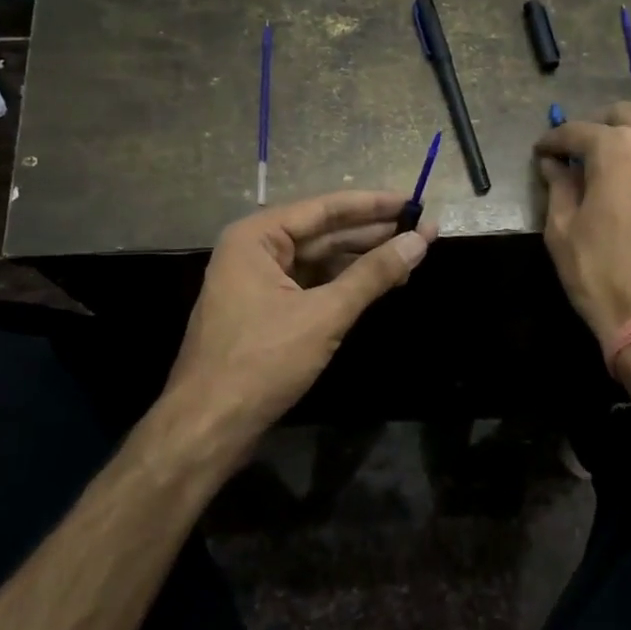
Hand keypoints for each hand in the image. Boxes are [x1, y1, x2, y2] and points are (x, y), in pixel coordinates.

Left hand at [162, 191, 436, 452]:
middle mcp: (253, 250)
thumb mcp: (324, 315)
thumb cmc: (261, 362)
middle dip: (372, 234)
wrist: (208, 427)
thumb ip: (372, 275)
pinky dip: (344, 285)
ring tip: (410, 257)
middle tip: (422, 231)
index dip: (373, 206)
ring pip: (319, 261)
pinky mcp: (265, 312)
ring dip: (362, 260)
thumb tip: (419, 241)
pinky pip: (311, 285)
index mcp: (255, 238)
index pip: (324, 209)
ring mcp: (257, 282)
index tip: (414, 203)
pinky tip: (377, 284)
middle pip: (323, 233)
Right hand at [535, 101, 630, 343]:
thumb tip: (553, 164)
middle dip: (601, 128)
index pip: (577, 131)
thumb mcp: (563, 233)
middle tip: (588, 154)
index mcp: (614, 149)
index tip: (544, 152)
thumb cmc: (603, 275)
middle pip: (626, 113)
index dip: (554, 141)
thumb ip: (559, 189)